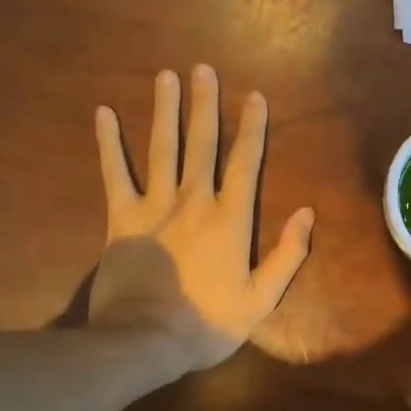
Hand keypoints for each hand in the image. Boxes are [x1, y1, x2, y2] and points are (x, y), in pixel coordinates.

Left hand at [91, 65, 314, 370]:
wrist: (143, 341)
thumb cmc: (207, 323)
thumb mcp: (261, 299)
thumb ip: (287, 254)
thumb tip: (306, 212)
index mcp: (230, 218)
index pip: (246, 162)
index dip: (252, 127)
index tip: (254, 96)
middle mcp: (194, 201)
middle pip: (202, 143)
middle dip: (205, 104)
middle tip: (203, 68)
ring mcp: (154, 206)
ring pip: (162, 148)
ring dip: (165, 110)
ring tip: (166, 76)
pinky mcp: (122, 218)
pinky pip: (114, 173)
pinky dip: (109, 143)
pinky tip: (104, 113)